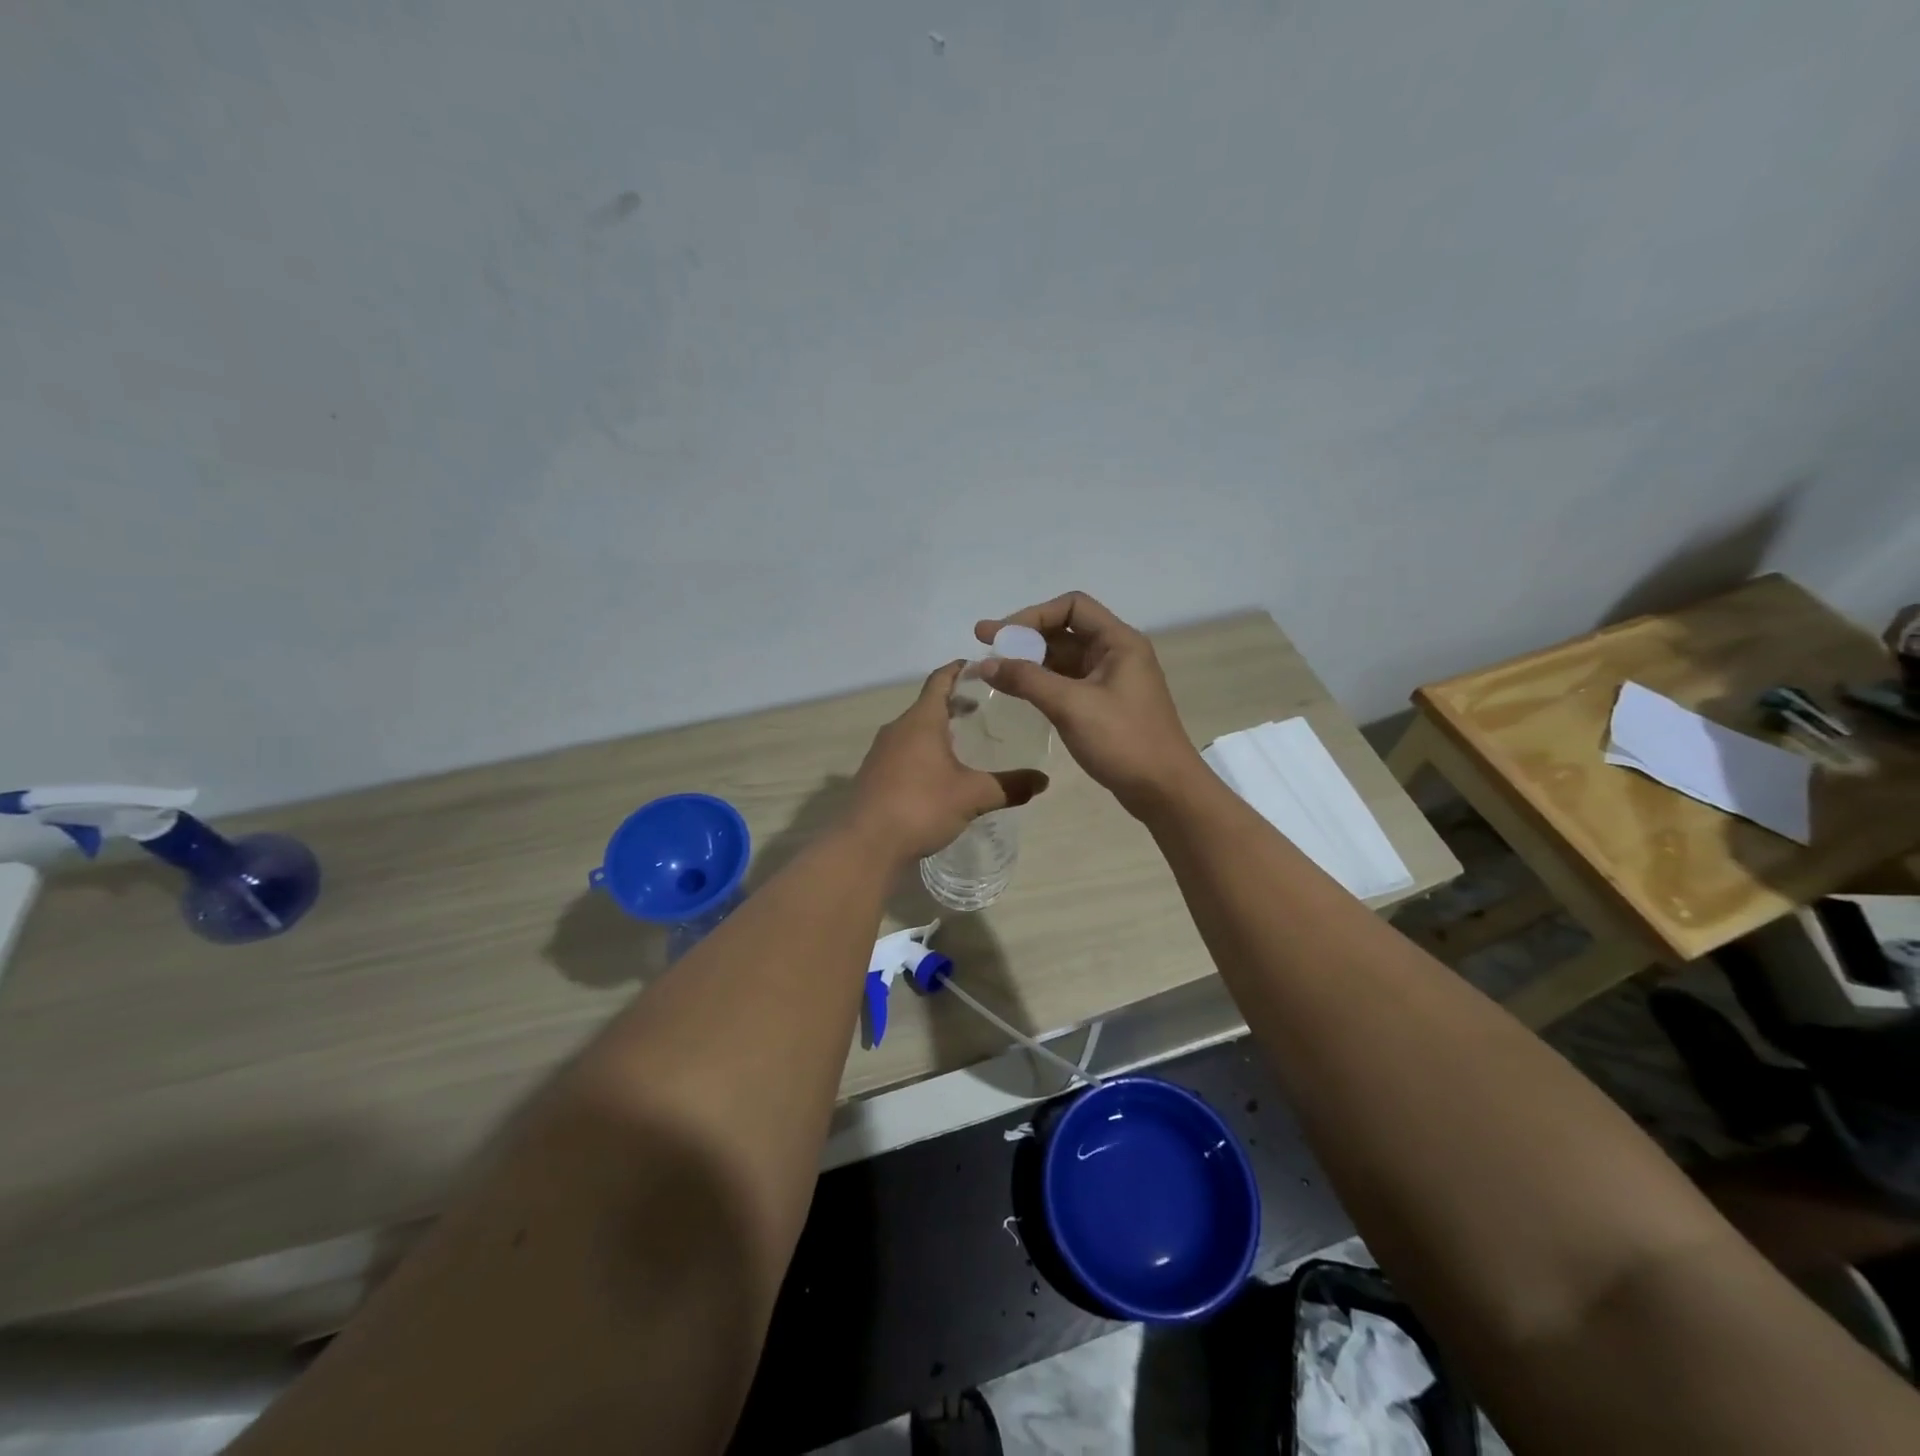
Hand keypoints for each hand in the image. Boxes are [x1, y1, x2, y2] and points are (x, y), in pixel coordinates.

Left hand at [847, 661, 1049, 862]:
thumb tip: (1044, 781)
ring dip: (939, 729)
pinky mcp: (874, 775)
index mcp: (920, 721)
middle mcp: (897, 729)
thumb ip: (1010, 786)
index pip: (940, 680)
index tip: (981, 666)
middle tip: (984, 708)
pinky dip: (924, 751)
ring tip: (966, 741)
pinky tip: (940, 774)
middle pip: (928, 704)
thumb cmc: (921, 807)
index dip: (960, 669)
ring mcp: (881, 752)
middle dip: (955, 703)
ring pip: (914, 730)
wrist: (866, 845)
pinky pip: (904, 751)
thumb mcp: (973, 796)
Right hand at [974, 592, 1201, 815]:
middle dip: (1024, 637)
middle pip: (1065, 631)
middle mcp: (1116, 654)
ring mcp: (1111, 681)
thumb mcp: (1071, 706)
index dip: (1033, 615)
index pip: (1072, 607)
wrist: (1164, 790)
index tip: (1000, 636)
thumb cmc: (1123, 740)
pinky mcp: (1104, 706)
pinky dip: (1041, 683)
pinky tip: (1017, 692)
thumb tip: (986, 664)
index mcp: (1118, 642)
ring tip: (993, 671)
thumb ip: (1027, 680)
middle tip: (983, 645)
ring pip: (1063, 659)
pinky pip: (1067, 683)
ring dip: (1030, 661)